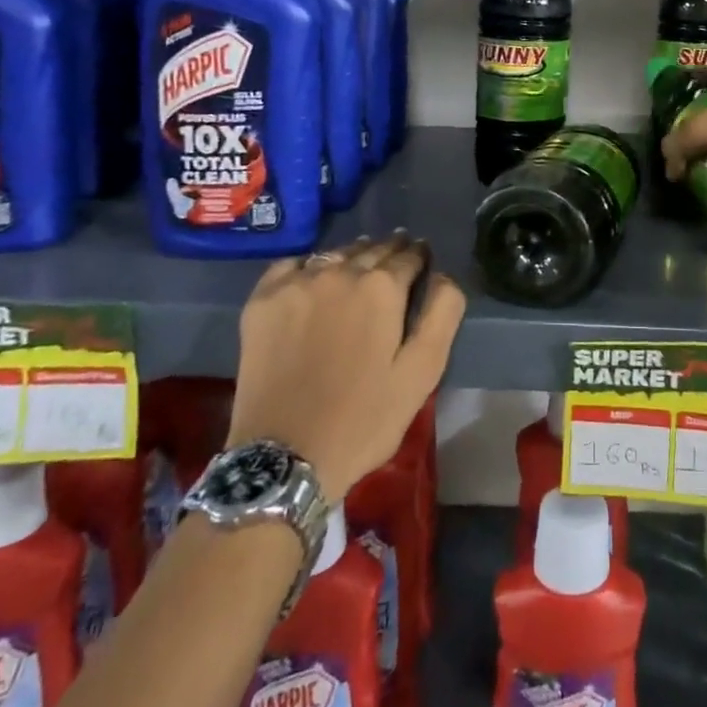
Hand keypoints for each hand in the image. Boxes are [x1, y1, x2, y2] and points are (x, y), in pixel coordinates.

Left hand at [229, 232, 464, 503]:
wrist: (283, 458)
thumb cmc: (362, 419)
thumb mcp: (422, 373)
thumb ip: (442, 314)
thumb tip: (443, 275)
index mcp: (382, 287)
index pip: (409, 255)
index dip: (420, 258)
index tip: (422, 262)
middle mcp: (340, 272)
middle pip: (372, 249)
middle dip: (389, 253)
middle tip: (395, 262)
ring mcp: (296, 282)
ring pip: (335, 253)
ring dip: (353, 257)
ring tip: (358, 270)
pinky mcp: (263, 299)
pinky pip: (292, 264)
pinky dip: (308, 266)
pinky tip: (313, 281)